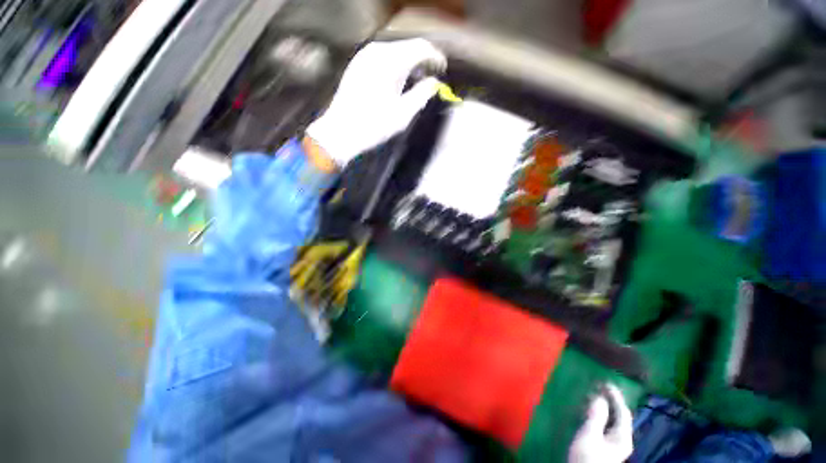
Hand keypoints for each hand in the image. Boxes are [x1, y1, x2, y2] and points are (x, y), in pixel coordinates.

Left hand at [306, 38, 446, 166]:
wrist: (341, 131)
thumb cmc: (374, 126)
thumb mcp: (403, 114)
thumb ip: (421, 95)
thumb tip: (434, 83)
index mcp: (392, 62)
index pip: (421, 48)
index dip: (435, 57)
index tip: (442, 70)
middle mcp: (378, 51)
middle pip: (408, 47)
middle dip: (422, 60)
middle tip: (430, 76)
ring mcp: (365, 55)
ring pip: (395, 51)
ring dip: (408, 62)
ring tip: (415, 80)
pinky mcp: (357, 63)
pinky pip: (382, 57)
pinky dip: (394, 65)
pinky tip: (397, 80)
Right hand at [568, 384, 633, 462]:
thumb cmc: (588, 456)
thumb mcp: (590, 435)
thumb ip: (596, 416)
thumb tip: (600, 397)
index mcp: (622, 437)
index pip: (623, 412)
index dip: (616, 396)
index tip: (606, 382)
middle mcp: (621, 440)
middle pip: (619, 417)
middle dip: (610, 401)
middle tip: (597, 386)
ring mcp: (613, 444)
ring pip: (611, 421)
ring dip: (603, 407)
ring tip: (592, 395)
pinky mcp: (604, 447)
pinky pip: (605, 426)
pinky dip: (599, 415)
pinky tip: (589, 412)